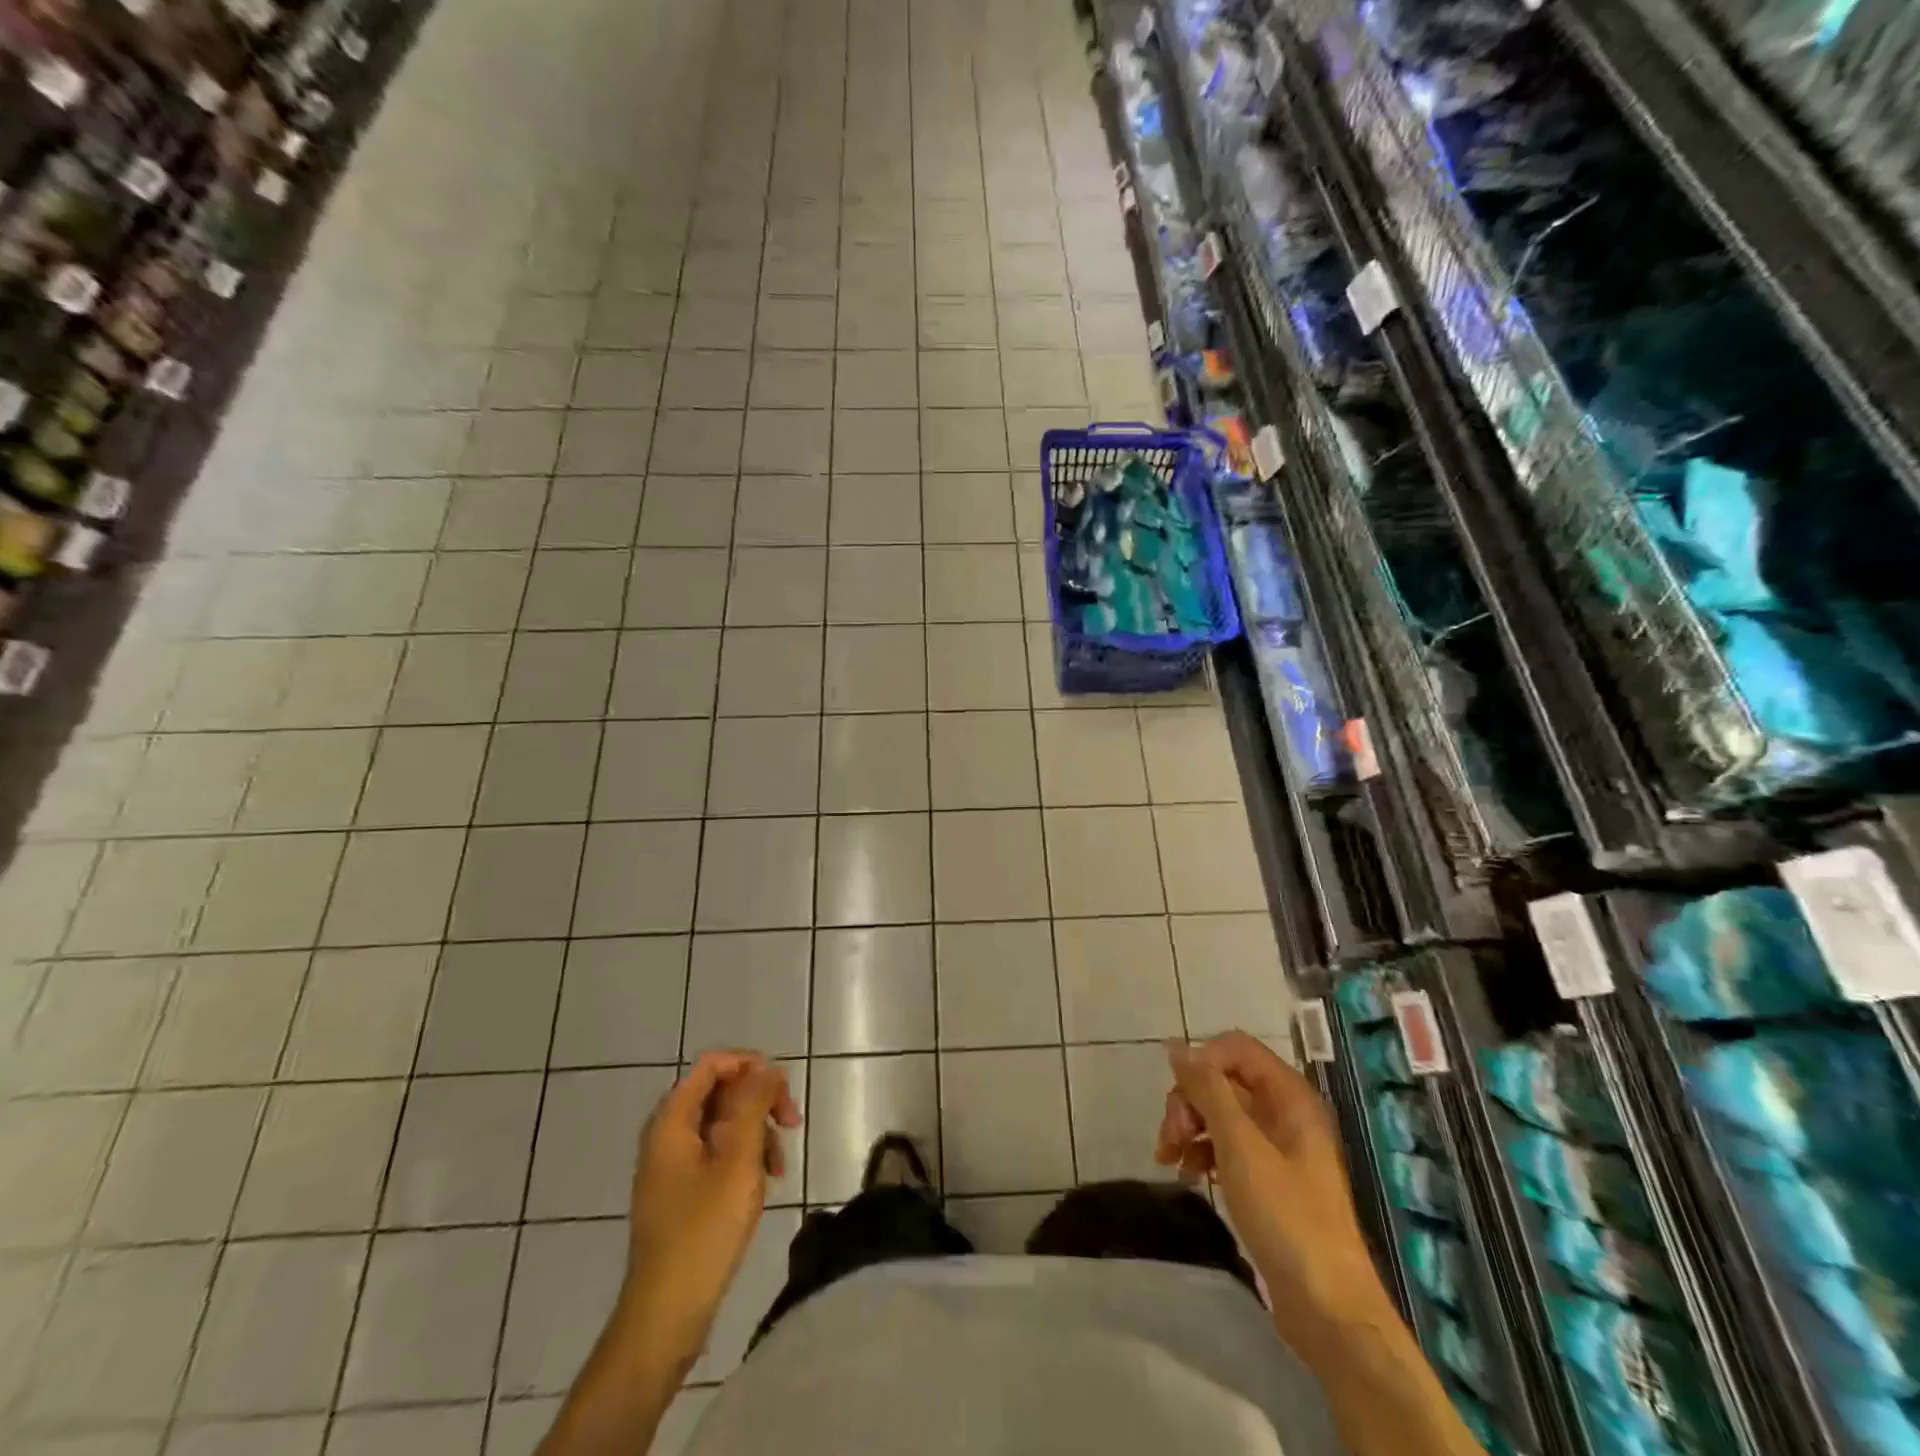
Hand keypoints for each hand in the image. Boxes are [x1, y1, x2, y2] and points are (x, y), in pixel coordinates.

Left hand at [618, 1050, 802, 1371]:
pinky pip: (716, 1154)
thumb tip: (766, 1068)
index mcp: (672, 1121)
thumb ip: (753, 1105)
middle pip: (719, 1092)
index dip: (750, 1065)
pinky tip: (764, 1183)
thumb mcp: (738, 1160)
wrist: (665, 1315)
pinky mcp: (680, 1192)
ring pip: (722, 1124)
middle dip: (759, 1101)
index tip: (783, 1087)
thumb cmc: (704, 1232)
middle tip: (793, 1122)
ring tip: (780, 1165)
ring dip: (756, 1132)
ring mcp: (671, 1166)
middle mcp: (666, 1135)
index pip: (712, 1064)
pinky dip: (743, 1157)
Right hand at [1156, 1032, 1390, 1340]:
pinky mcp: (1269, 1179)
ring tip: (1170, 1160)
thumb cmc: (1287, 1217)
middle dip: (1189, 1101)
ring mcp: (1278, 1147)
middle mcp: (1285, 1112)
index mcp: (1289, 1096)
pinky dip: (1202, 1152)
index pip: (1235, 1048)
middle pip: (1224, 1080)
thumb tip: (1176, 1046)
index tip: (1180, 1099)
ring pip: (1220, 1113)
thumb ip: (1208, 1090)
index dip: (1202, 1063)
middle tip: (1170, 1138)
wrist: (1329, 1310)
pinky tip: (1187, 1176)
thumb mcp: (1240, 1146)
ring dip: (1189, 1128)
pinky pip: (1227, 1145)